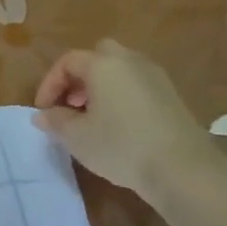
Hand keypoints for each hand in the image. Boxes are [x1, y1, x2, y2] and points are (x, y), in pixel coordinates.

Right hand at [34, 40, 219, 197]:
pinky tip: (116, 125)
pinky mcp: (171, 97)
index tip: (43, 111)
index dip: (49, 84)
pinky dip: (120, 96)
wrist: (183, 169)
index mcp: (104, 65)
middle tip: (70, 103)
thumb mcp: (75, 136)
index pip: (67, 62)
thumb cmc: (120, 145)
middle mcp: (131, 62)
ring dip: (100, 87)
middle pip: (98, 56)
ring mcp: (156, 78)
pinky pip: (136, 85)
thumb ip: (55, 121)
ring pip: (119, 70)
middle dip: (78, 77)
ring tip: (90, 117)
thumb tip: (43, 115)